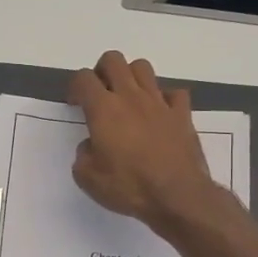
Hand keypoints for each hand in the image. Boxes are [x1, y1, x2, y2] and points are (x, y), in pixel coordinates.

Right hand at [69, 51, 224, 234]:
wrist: (177, 195)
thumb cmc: (129, 187)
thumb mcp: (88, 179)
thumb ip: (83, 155)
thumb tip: (91, 145)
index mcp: (104, 109)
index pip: (84, 78)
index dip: (75, 86)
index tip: (75, 103)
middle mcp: (131, 97)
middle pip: (113, 60)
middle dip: (102, 71)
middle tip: (100, 93)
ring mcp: (159, 103)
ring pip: (143, 68)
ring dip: (131, 77)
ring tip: (128, 98)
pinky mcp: (182, 114)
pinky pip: (174, 93)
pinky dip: (165, 98)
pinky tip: (159, 113)